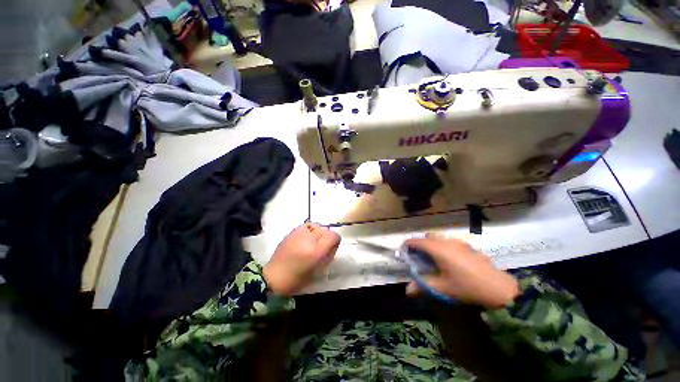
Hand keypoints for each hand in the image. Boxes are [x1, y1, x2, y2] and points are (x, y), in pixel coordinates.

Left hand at [263, 223, 340, 295]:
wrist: (274, 277)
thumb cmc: (299, 278)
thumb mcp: (319, 270)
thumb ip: (329, 254)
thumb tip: (333, 244)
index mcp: (316, 251)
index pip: (334, 236)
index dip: (335, 241)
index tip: (331, 248)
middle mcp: (308, 239)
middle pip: (325, 229)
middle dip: (326, 237)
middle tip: (320, 247)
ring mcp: (298, 233)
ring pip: (316, 225)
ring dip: (317, 232)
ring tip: (312, 242)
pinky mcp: (291, 232)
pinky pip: (306, 226)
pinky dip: (308, 231)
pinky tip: (303, 240)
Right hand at [404, 236, 518, 308]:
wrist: (499, 287)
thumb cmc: (467, 287)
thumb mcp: (443, 288)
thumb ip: (423, 286)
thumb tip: (407, 290)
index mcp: (438, 249)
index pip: (417, 241)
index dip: (408, 244)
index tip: (402, 250)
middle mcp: (446, 242)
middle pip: (427, 237)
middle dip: (419, 244)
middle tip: (417, 256)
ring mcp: (458, 242)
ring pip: (438, 238)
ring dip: (431, 244)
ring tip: (431, 258)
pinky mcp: (467, 246)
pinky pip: (448, 241)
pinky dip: (441, 246)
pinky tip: (448, 260)